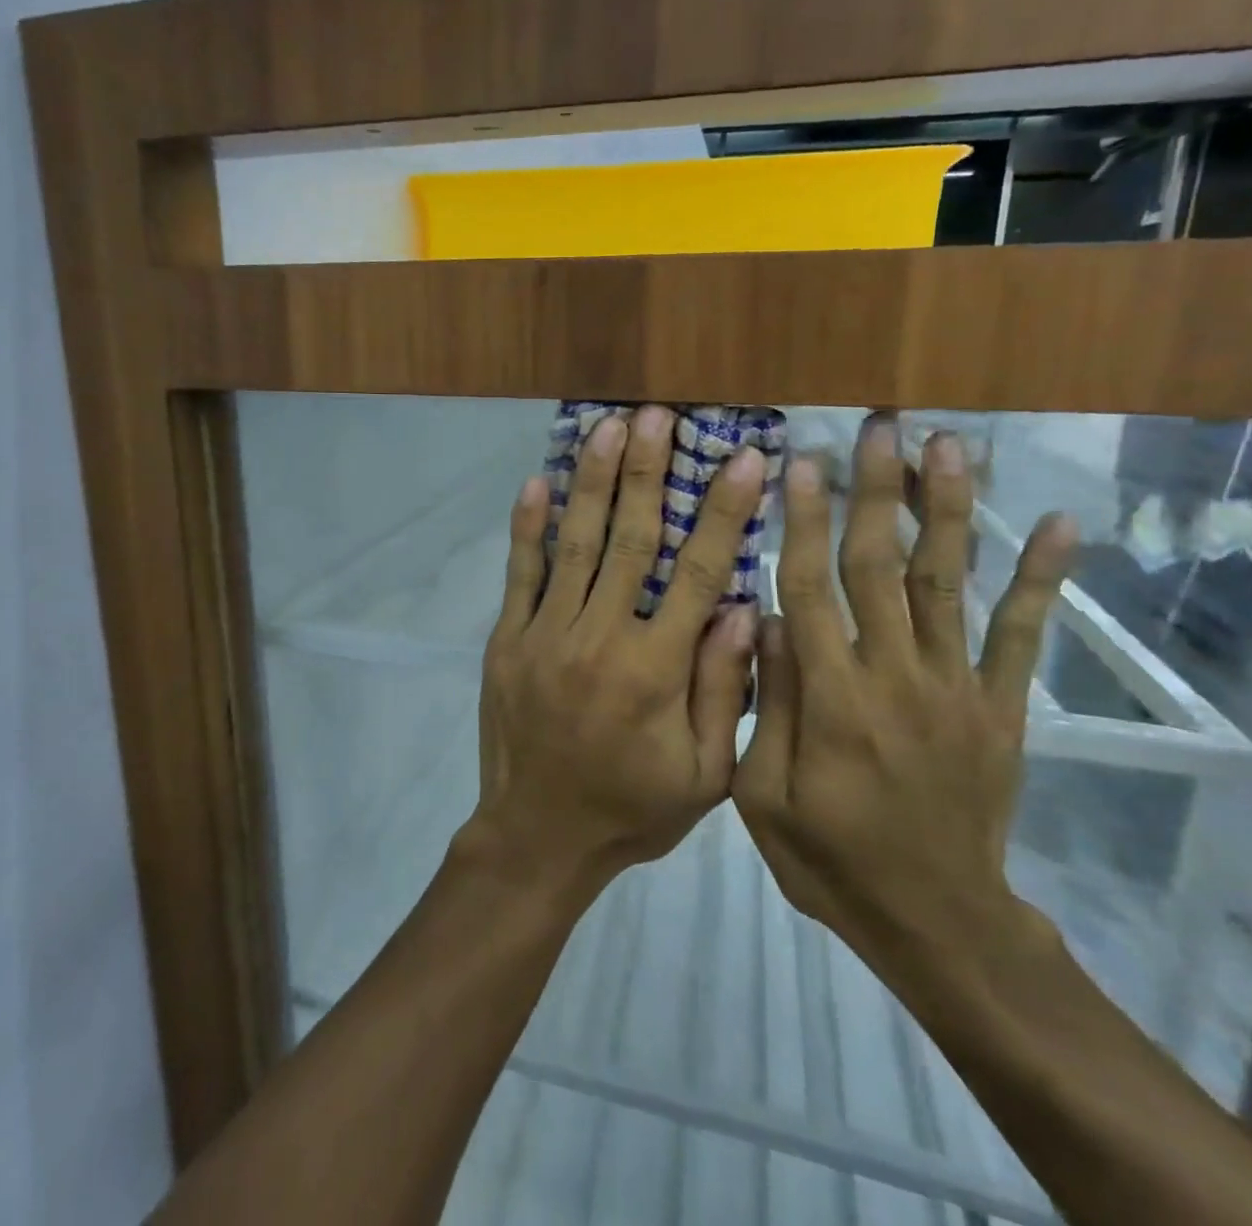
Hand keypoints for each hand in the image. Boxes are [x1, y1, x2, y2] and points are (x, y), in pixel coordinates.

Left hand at [462, 405, 765, 894]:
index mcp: (654, 670)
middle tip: (657, 415)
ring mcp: (545, 634)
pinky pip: (520, 575)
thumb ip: (723, 691)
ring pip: (575, 545)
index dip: (723, 512)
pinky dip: (528, 528)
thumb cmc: (630, 811)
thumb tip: (744, 609)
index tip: (743, 459)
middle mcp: (598, 638)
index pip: (697, 573)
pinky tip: (537, 482)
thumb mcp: (703, 775)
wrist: (537, 838)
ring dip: (592, 482)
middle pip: (629, 539)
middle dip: (646, 472)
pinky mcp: (507, 640)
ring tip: (606, 428)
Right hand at [733, 416, 1075, 952]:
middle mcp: (896, 677)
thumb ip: (766, 705)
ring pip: (948, 583)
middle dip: (878, 491)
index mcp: (832, 699)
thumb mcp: (762, 798)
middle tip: (880, 426)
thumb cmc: (831, 859)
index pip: (811, 589)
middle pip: (881, 566)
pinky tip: (1058, 524)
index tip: (801, 462)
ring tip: (951, 446)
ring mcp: (957, 688)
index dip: (805, 522)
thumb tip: (763, 619)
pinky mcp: (1001, 707)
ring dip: (949, 510)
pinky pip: (1023, 636)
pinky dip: (1041, 578)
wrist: (938, 922)